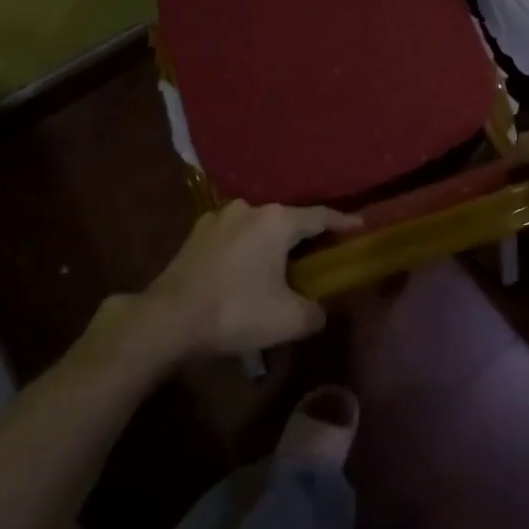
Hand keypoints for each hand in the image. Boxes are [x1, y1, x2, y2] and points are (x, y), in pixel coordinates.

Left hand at [127, 201, 354, 358]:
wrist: (168, 319)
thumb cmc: (235, 312)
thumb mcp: (289, 320)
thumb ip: (315, 312)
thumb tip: (319, 310)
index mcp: (277, 221)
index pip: (320, 216)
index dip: (343, 221)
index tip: (360, 224)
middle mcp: (250, 208)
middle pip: (288, 219)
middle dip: (304, 236)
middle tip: (318, 253)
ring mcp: (219, 217)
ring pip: (258, 226)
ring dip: (270, 241)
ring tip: (277, 263)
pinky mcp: (196, 233)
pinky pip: (233, 236)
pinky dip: (244, 248)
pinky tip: (243, 268)